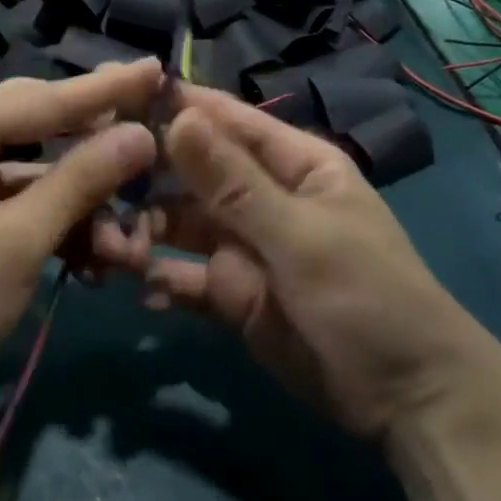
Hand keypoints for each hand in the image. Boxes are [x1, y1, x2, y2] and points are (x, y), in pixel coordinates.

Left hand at [0, 61, 161, 397]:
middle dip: (97, 150)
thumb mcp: (19, 240)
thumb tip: (141, 134)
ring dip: (82, 209)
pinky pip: (18, 204)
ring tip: (129, 249)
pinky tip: (93, 262)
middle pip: (40, 129)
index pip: (43, 100)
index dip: (106, 90)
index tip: (156, 69)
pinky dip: (55, 228)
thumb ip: (82, 182)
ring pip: (36, 176)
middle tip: (155, 136)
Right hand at [97, 86, 488, 437]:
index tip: (116, 99)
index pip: (225, 121)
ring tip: (107, 244)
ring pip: (178, 224)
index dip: (176, 108)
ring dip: (143, 231)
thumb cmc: (367, 297)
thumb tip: (178, 118)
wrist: (407, 401)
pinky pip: (182, 276)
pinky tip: (135, 287)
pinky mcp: (228, 293)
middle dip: (146, 178)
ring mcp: (241, 246)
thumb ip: (234, 182)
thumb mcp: (300, 235)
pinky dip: (158, 279)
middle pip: (191, 173)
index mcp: (292, 164)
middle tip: (93, 181)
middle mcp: (260, 197)